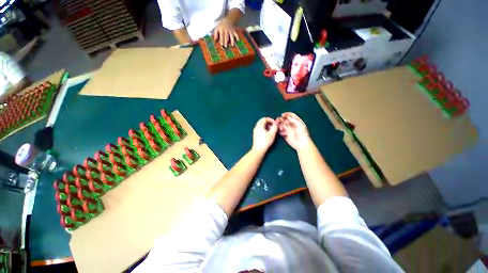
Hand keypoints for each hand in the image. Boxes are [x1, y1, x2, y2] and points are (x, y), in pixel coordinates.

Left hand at [213, 19, 238, 46]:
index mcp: (221, 29)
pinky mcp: (233, 31)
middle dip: (226, 41)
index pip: (221, 35)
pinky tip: (238, 40)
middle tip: (226, 46)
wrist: (227, 20)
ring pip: (231, 36)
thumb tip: (215, 41)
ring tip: (232, 45)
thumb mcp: (217, 28)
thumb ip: (215, 34)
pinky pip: (236, 34)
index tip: (221, 45)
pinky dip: (237, 37)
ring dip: (232, 40)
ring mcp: (230, 30)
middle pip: (226, 36)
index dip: (221, 40)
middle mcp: (226, 30)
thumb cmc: (221, 26)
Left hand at [252, 117, 277, 152]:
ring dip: (267, 125)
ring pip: (261, 124)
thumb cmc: (265, 142)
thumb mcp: (272, 134)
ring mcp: (255, 130)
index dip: (271, 120)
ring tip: (271, 130)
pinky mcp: (255, 134)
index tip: (275, 123)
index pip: (264, 119)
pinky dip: (264, 128)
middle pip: (262, 121)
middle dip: (269, 122)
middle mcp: (256, 127)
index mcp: (259, 126)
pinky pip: (260, 128)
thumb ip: (275, 127)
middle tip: (273, 126)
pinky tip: (268, 133)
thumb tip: (277, 121)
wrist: (258, 150)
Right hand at [277, 112, 311, 150]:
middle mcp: (292, 125)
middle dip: (281, 120)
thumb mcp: (300, 125)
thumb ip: (294, 120)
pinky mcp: (285, 135)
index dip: (287, 114)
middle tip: (279, 121)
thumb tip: (287, 117)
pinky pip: (281, 131)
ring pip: (282, 125)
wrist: (302, 144)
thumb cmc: (303, 134)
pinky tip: (283, 133)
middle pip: (285, 120)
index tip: (282, 115)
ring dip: (280, 125)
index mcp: (297, 121)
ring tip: (281, 128)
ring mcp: (288, 130)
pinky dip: (280, 131)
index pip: (291, 115)